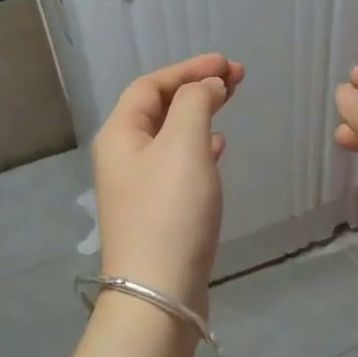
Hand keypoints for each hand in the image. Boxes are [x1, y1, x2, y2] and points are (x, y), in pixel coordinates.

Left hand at [93, 54, 243, 311]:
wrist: (159, 292)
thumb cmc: (170, 211)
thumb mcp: (184, 145)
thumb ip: (196, 104)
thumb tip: (207, 85)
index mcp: (120, 134)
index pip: (150, 85)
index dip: (188, 69)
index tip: (227, 64)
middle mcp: (122, 155)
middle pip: (158, 108)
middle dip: (196, 88)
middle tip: (237, 78)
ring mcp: (137, 186)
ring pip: (170, 135)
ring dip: (199, 115)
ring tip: (230, 105)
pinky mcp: (156, 211)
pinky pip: (176, 163)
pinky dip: (198, 147)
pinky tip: (217, 148)